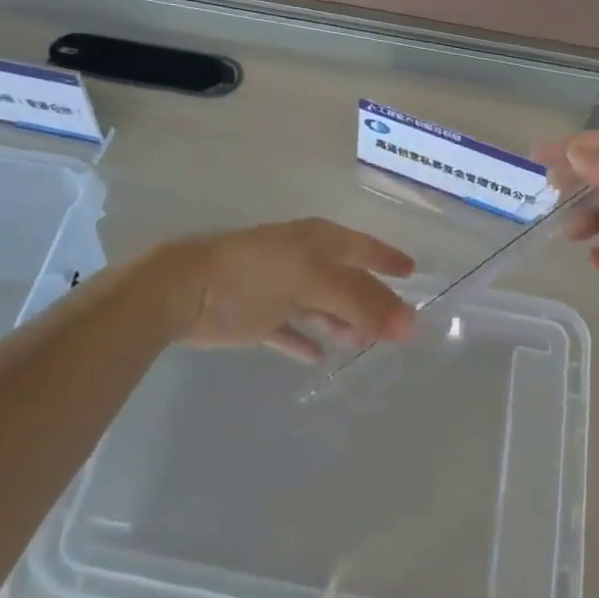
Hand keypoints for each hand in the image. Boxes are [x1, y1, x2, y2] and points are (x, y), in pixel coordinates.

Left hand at [156, 220, 414, 361]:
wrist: (186, 292)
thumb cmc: (256, 275)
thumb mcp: (315, 280)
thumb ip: (362, 302)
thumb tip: (409, 324)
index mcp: (317, 241)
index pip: (363, 247)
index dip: (388, 258)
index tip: (412, 272)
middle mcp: (302, 260)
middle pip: (346, 281)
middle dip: (371, 301)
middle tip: (395, 328)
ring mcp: (280, 288)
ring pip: (322, 307)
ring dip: (342, 324)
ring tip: (360, 345)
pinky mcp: (258, 317)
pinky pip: (291, 330)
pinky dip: (305, 341)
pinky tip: (318, 357)